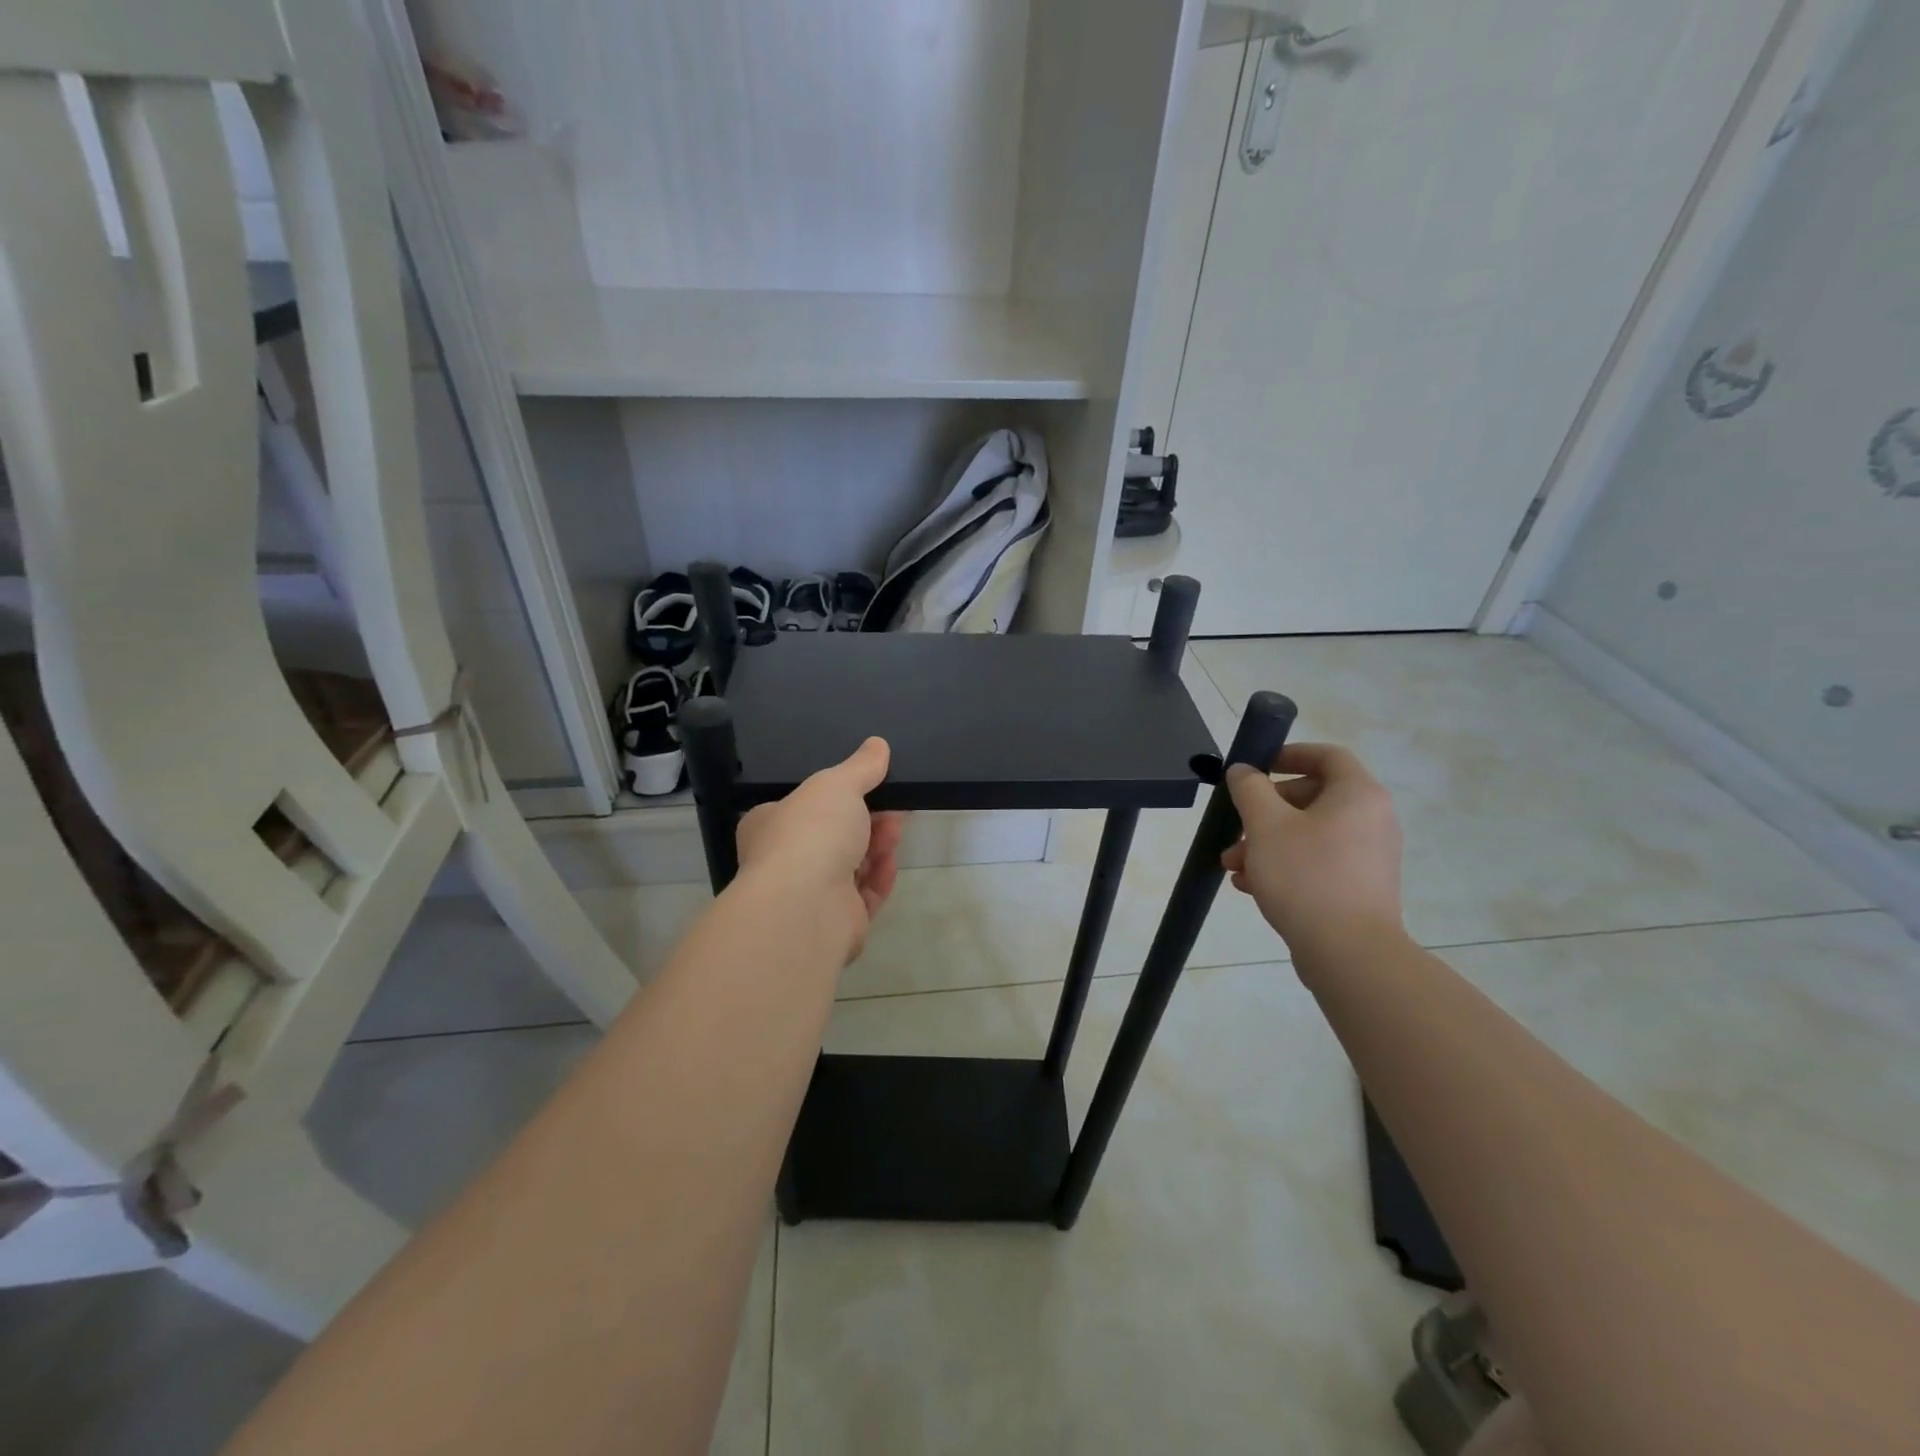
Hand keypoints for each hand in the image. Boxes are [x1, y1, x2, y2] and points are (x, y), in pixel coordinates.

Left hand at [736, 737, 906, 963]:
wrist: (806, 907)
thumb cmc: (810, 834)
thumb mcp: (837, 785)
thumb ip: (860, 767)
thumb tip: (878, 744)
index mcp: (770, 825)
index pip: (804, 806)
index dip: (840, 795)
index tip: (873, 783)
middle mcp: (785, 860)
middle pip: (834, 835)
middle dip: (867, 819)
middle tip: (894, 806)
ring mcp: (809, 895)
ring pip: (852, 865)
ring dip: (877, 846)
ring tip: (897, 829)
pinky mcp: (836, 922)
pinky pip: (863, 895)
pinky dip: (879, 877)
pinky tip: (892, 862)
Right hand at [1222, 742, 1404, 956]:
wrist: (1349, 954)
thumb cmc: (1306, 876)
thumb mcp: (1266, 825)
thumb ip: (1250, 789)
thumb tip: (1244, 771)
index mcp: (1358, 795)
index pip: (1327, 755)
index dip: (1289, 754)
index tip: (1256, 768)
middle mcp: (1372, 820)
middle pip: (1312, 798)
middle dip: (1265, 811)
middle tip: (1236, 827)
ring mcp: (1368, 858)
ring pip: (1309, 835)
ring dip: (1266, 843)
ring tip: (1233, 865)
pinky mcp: (1359, 889)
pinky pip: (1317, 863)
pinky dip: (1284, 867)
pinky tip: (1250, 886)